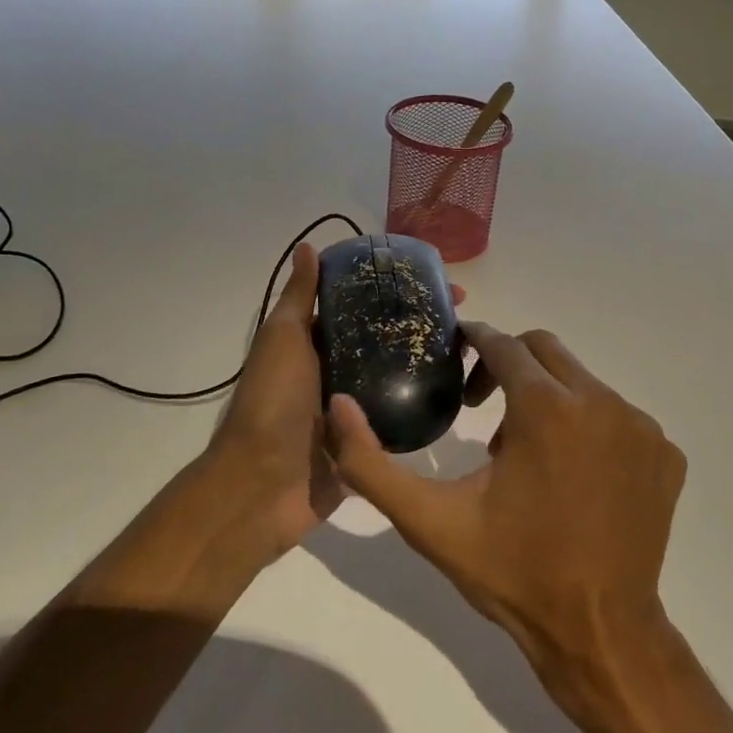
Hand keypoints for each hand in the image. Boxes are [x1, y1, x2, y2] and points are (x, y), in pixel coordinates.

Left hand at [204, 241, 466, 565]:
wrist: (262, 486)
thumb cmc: (272, 403)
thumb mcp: (283, 338)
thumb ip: (299, 297)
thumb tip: (308, 246)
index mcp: (315, 344)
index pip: (362, 307)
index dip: (395, 289)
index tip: (435, 281)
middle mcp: (336, 372)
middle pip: (384, 340)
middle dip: (419, 325)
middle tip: (463, 317)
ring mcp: (353, 410)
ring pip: (396, 378)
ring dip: (426, 363)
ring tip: (470, 349)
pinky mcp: (368, 443)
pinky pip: (398, 419)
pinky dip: (422, 405)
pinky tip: (457, 392)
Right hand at [326, 324, 685, 692]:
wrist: (598, 632)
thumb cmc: (511, 572)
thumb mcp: (428, 521)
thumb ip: (371, 463)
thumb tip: (338, 405)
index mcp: (546, 408)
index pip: (504, 344)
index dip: (474, 343)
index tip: (456, 360)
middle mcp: (602, 402)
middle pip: (545, 350)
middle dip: (508, 363)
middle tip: (482, 408)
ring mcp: (642, 428)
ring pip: (581, 382)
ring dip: (547, 398)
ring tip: (524, 454)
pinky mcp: (666, 454)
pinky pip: (618, 416)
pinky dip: (588, 426)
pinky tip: (571, 476)